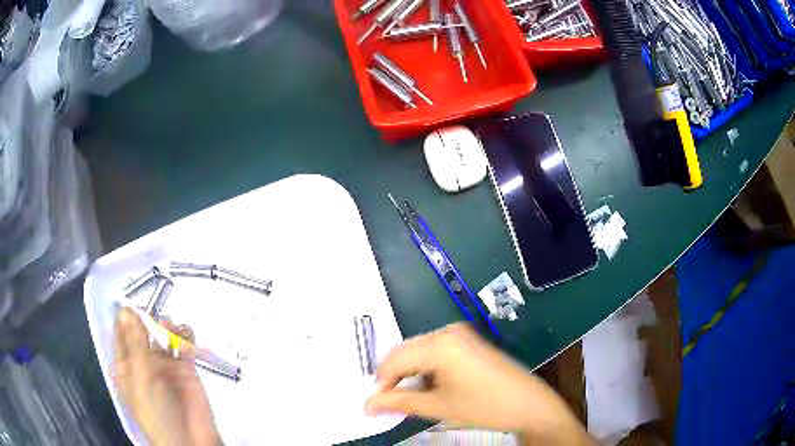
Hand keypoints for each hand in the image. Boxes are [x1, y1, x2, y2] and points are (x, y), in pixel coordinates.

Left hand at [113, 308, 221, 445]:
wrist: (190, 440)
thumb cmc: (155, 412)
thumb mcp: (141, 378)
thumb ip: (135, 344)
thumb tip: (125, 310)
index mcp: (126, 364)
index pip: (121, 332)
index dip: (125, 316)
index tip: (133, 302)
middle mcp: (144, 360)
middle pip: (143, 329)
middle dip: (149, 320)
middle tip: (156, 321)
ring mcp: (165, 364)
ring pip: (163, 333)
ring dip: (167, 326)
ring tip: (173, 333)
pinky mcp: (186, 368)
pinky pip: (184, 344)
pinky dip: (185, 336)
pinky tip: (186, 337)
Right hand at [365, 323, 593, 444]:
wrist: (528, 403)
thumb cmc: (485, 406)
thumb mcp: (439, 406)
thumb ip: (399, 403)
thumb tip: (367, 405)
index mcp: (440, 343)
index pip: (394, 359)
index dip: (382, 382)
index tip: (377, 404)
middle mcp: (448, 331)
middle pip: (405, 351)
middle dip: (394, 377)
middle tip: (391, 403)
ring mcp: (460, 334)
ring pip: (418, 351)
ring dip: (410, 373)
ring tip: (412, 397)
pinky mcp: (468, 341)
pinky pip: (434, 351)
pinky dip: (425, 368)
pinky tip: (430, 386)